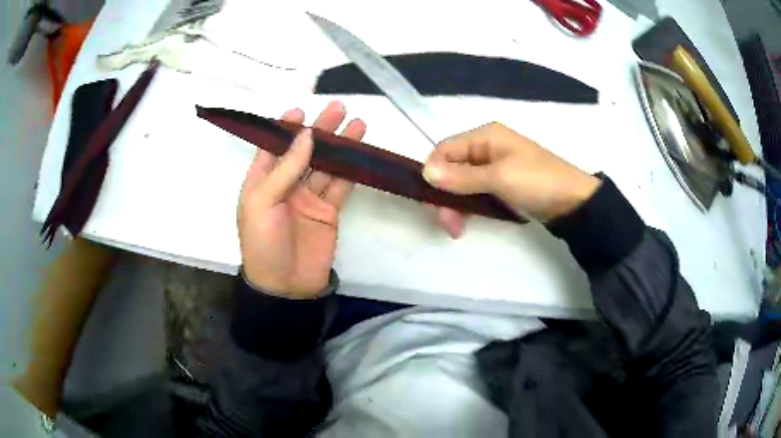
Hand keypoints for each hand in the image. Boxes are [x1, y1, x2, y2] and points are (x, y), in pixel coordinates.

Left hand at [238, 101, 365, 297]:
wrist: (286, 286)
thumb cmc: (263, 243)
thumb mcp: (263, 203)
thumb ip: (284, 169)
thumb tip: (305, 135)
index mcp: (262, 182)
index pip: (273, 147)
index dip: (285, 128)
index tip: (301, 110)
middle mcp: (285, 185)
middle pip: (304, 151)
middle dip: (320, 130)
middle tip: (338, 109)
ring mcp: (308, 198)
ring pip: (326, 165)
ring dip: (340, 146)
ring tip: (357, 124)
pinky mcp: (328, 211)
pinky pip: (340, 185)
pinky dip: (351, 170)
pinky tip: (360, 154)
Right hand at [422, 122, 599, 236]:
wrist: (574, 201)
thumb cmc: (538, 181)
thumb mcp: (499, 177)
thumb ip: (462, 176)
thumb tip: (425, 172)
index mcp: (485, 136)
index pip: (445, 148)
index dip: (434, 171)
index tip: (433, 199)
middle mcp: (486, 148)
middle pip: (451, 167)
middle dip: (445, 194)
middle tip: (447, 223)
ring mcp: (494, 167)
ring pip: (461, 182)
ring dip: (455, 204)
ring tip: (456, 229)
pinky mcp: (501, 184)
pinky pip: (476, 192)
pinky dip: (469, 206)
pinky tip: (466, 222)